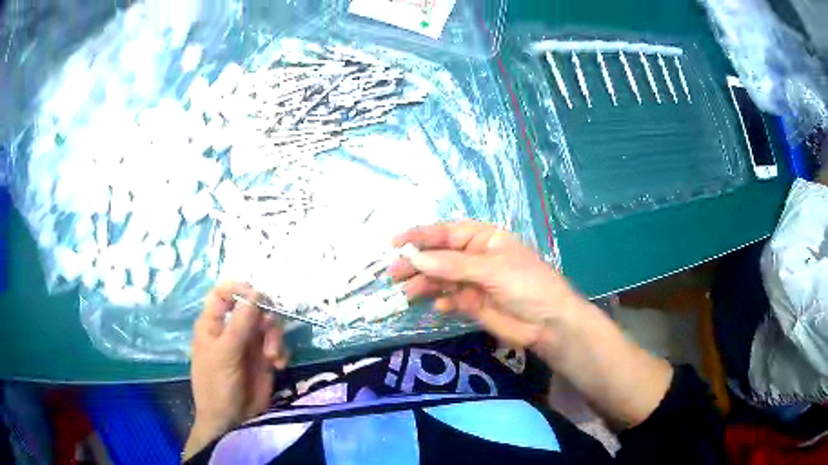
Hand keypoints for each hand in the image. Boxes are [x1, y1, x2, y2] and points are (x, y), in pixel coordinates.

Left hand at [184, 282, 288, 458]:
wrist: (231, 421)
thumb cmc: (217, 385)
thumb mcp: (225, 353)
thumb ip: (240, 323)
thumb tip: (256, 292)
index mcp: (214, 324)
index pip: (223, 294)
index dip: (239, 289)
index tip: (257, 296)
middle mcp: (232, 330)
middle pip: (252, 307)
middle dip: (265, 317)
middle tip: (269, 330)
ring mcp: (249, 345)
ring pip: (268, 325)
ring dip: (275, 337)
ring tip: (273, 356)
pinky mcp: (264, 360)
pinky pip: (277, 344)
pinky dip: (281, 351)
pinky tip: (279, 365)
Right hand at [391, 221, 672, 428]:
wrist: (548, 324)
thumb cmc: (527, 285)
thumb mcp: (492, 269)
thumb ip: (453, 265)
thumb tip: (416, 258)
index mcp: (484, 238)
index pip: (446, 233)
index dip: (420, 236)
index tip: (395, 243)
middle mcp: (475, 256)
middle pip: (438, 256)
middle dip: (416, 262)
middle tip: (393, 273)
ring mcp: (472, 281)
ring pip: (440, 278)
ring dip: (423, 284)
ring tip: (406, 292)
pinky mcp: (472, 303)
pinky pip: (449, 298)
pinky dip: (440, 301)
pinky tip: (437, 306)